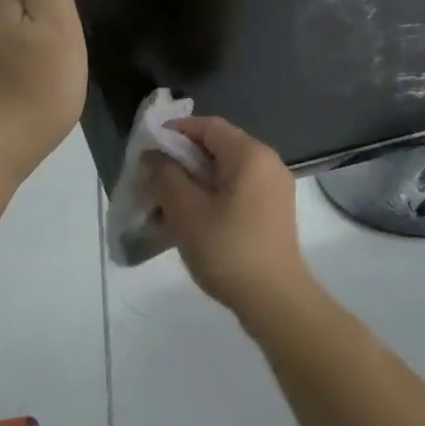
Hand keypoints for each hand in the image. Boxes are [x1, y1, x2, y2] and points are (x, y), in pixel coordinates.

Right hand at [147, 117, 310, 320]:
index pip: (208, 126)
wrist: (275, 299)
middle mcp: (267, 161)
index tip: (149, 150)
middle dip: (184, 158)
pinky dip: (215, 194)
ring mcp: (275, 186)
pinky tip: (195, 217)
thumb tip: (153, 156)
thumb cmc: (228, 249)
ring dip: (197, 179)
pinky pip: (240, 188)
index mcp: (250, 153)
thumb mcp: (186, 212)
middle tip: (154, 178)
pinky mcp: (275, 209)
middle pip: (219, 146)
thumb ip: (166, 176)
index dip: (176, 132)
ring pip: (228, 169)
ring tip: (169, 200)